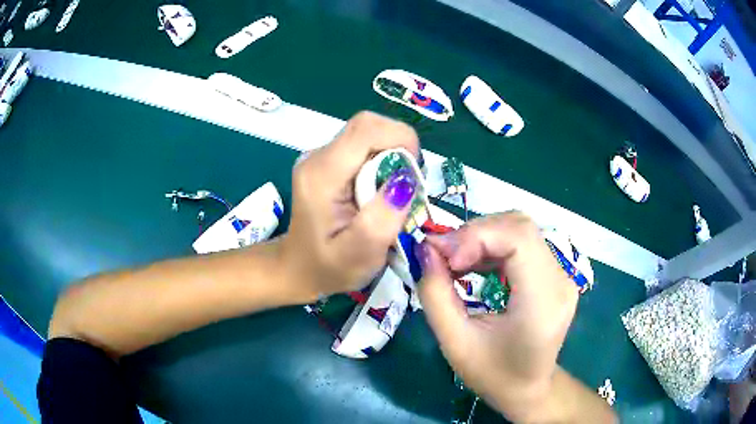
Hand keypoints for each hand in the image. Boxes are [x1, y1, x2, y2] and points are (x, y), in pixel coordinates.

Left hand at [281, 111, 419, 297]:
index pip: (366, 129)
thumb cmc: (328, 267)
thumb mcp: (359, 256)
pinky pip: (364, 147)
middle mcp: (317, 156)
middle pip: (368, 127)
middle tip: (407, 187)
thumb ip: (381, 220)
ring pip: (369, 135)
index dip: (400, 139)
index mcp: (321, 175)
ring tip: (395, 193)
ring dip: (393, 156)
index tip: (413, 175)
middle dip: (399, 148)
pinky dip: (383, 162)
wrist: (298, 268)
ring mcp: (321, 156)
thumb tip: (405, 180)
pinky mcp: (328, 161)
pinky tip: (381, 191)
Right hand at [418, 212, 579, 421]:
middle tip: (442, 256)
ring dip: (482, 236)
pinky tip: (473, 263)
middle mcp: (560, 281)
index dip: (477, 236)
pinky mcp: (555, 274)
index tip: (443, 256)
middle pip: (520, 226)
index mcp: (542, 302)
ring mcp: (562, 275)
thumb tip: (425, 249)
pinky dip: (493, 245)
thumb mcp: (455, 343)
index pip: (519, 239)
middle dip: (475, 233)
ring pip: (520, 229)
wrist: (529, 389)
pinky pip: (523, 243)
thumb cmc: (493, 375)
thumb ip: (435, 294)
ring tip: (455, 260)